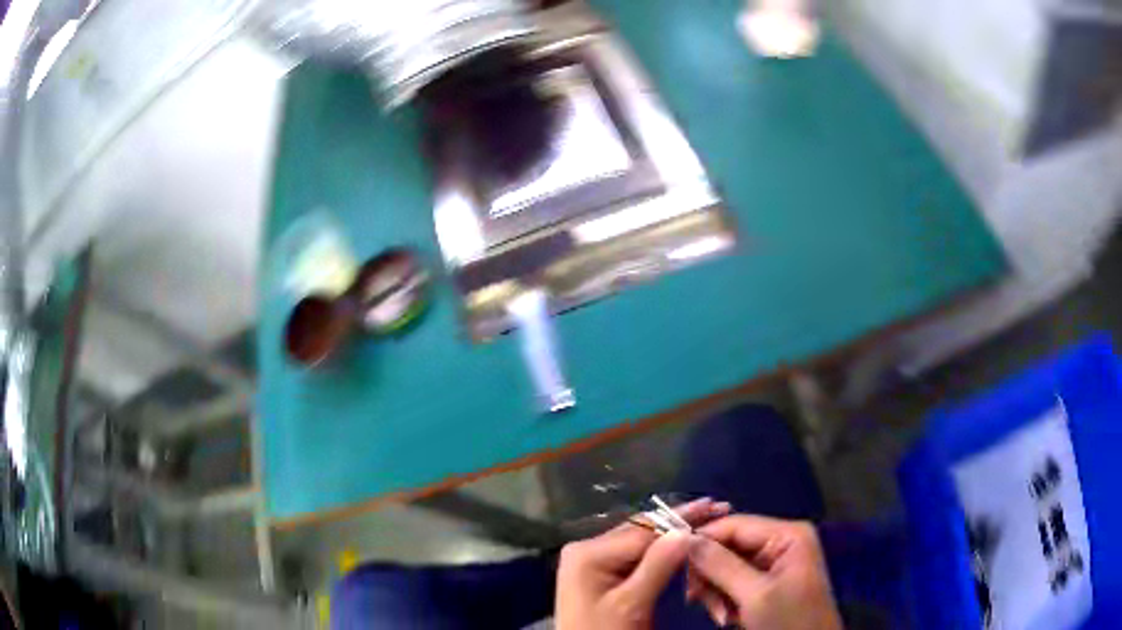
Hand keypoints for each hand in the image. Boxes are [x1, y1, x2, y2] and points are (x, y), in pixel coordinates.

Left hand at [556, 498, 730, 629]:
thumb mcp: (630, 604)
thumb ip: (657, 566)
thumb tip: (686, 529)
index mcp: (589, 553)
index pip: (644, 530)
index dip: (682, 518)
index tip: (715, 505)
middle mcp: (588, 549)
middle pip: (642, 531)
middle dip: (680, 521)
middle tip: (717, 508)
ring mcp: (593, 561)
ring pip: (641, 541)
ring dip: (673, 533)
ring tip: (706, 519)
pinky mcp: (601, 574)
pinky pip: (635, 556)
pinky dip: (661, 550)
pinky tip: (682, 542)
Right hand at [688, 515, 841, 629]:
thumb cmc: (789, 621)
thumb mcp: (755, 595)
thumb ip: (721, 565)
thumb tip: (686, 539)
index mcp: (788, 535)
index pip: (734, 524)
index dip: (702, 539)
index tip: (673, 561)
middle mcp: (782, 542)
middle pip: (729, 546)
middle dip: (711, 575)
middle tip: (696, 599)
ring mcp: (776, 563)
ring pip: (727, 567)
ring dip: (716, 592)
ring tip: (720, 616)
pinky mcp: (769, 582)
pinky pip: (736, 582)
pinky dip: (726, 599)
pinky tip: (728, 618)